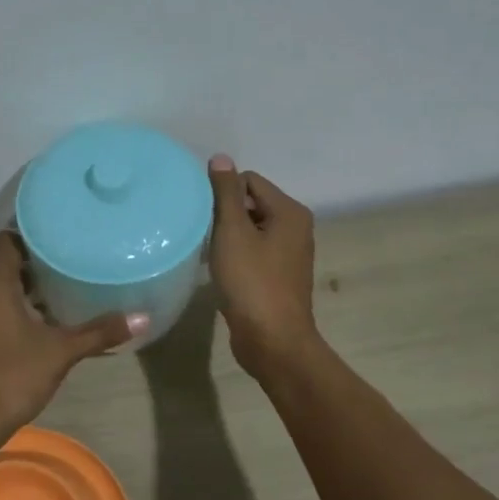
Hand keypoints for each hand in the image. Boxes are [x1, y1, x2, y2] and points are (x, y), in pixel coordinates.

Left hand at [0, 232, 143, 448]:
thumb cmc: (11, 377)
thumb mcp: (61, 352)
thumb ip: (99, 332)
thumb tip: (144, 317)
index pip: (9, 239)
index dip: (33, 231)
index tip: (63, 230)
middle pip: (8, 263)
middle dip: (40, 259)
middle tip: (76, 255)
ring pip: (5, 289)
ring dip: (32, 286)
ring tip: (70, 282)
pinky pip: (1, 310)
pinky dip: (23, 307)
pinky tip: (52, 319)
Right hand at [206, 154, 319, 376]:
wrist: (273, 341)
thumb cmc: (252, 282)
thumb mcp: (233, 232)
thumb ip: (225, 193)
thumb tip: (221, 158)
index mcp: (290, 212)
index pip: (248, 181)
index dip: (222, 194)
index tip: (203, 216)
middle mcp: (295, 228)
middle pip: (250, 204)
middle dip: (224, 215)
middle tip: (203, 235)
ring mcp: (289, 254)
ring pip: (250, 230)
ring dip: (228, 238)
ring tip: (209, 253)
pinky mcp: (278, 276)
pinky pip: (253, 253)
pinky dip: (236, 257)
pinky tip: (220, 271)